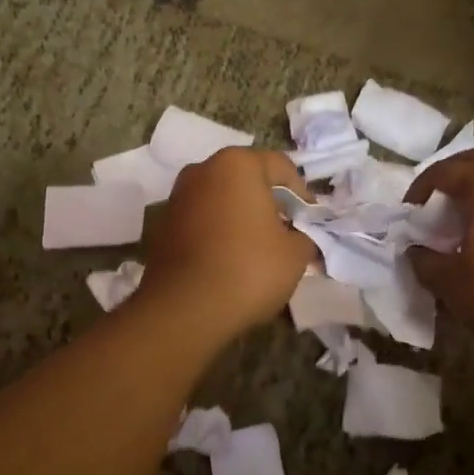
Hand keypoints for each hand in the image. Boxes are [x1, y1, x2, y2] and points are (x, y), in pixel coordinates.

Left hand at [137, 148, 314, 337]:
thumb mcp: (295, 254)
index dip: (303, 195)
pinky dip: (219, 231)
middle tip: (287, 233)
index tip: (310, 224)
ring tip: (258, 249)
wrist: (184, 309)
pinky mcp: (163, 224)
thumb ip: (305, 236)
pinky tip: (229, 259)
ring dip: (242, 216)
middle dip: (270, 202)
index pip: (282, 167)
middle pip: (248, 179)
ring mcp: (178, 196)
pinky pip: (202, 219)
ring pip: (222, 198)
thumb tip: (301, 236)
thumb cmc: (248, 270)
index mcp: (237, 164)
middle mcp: (202, 170)